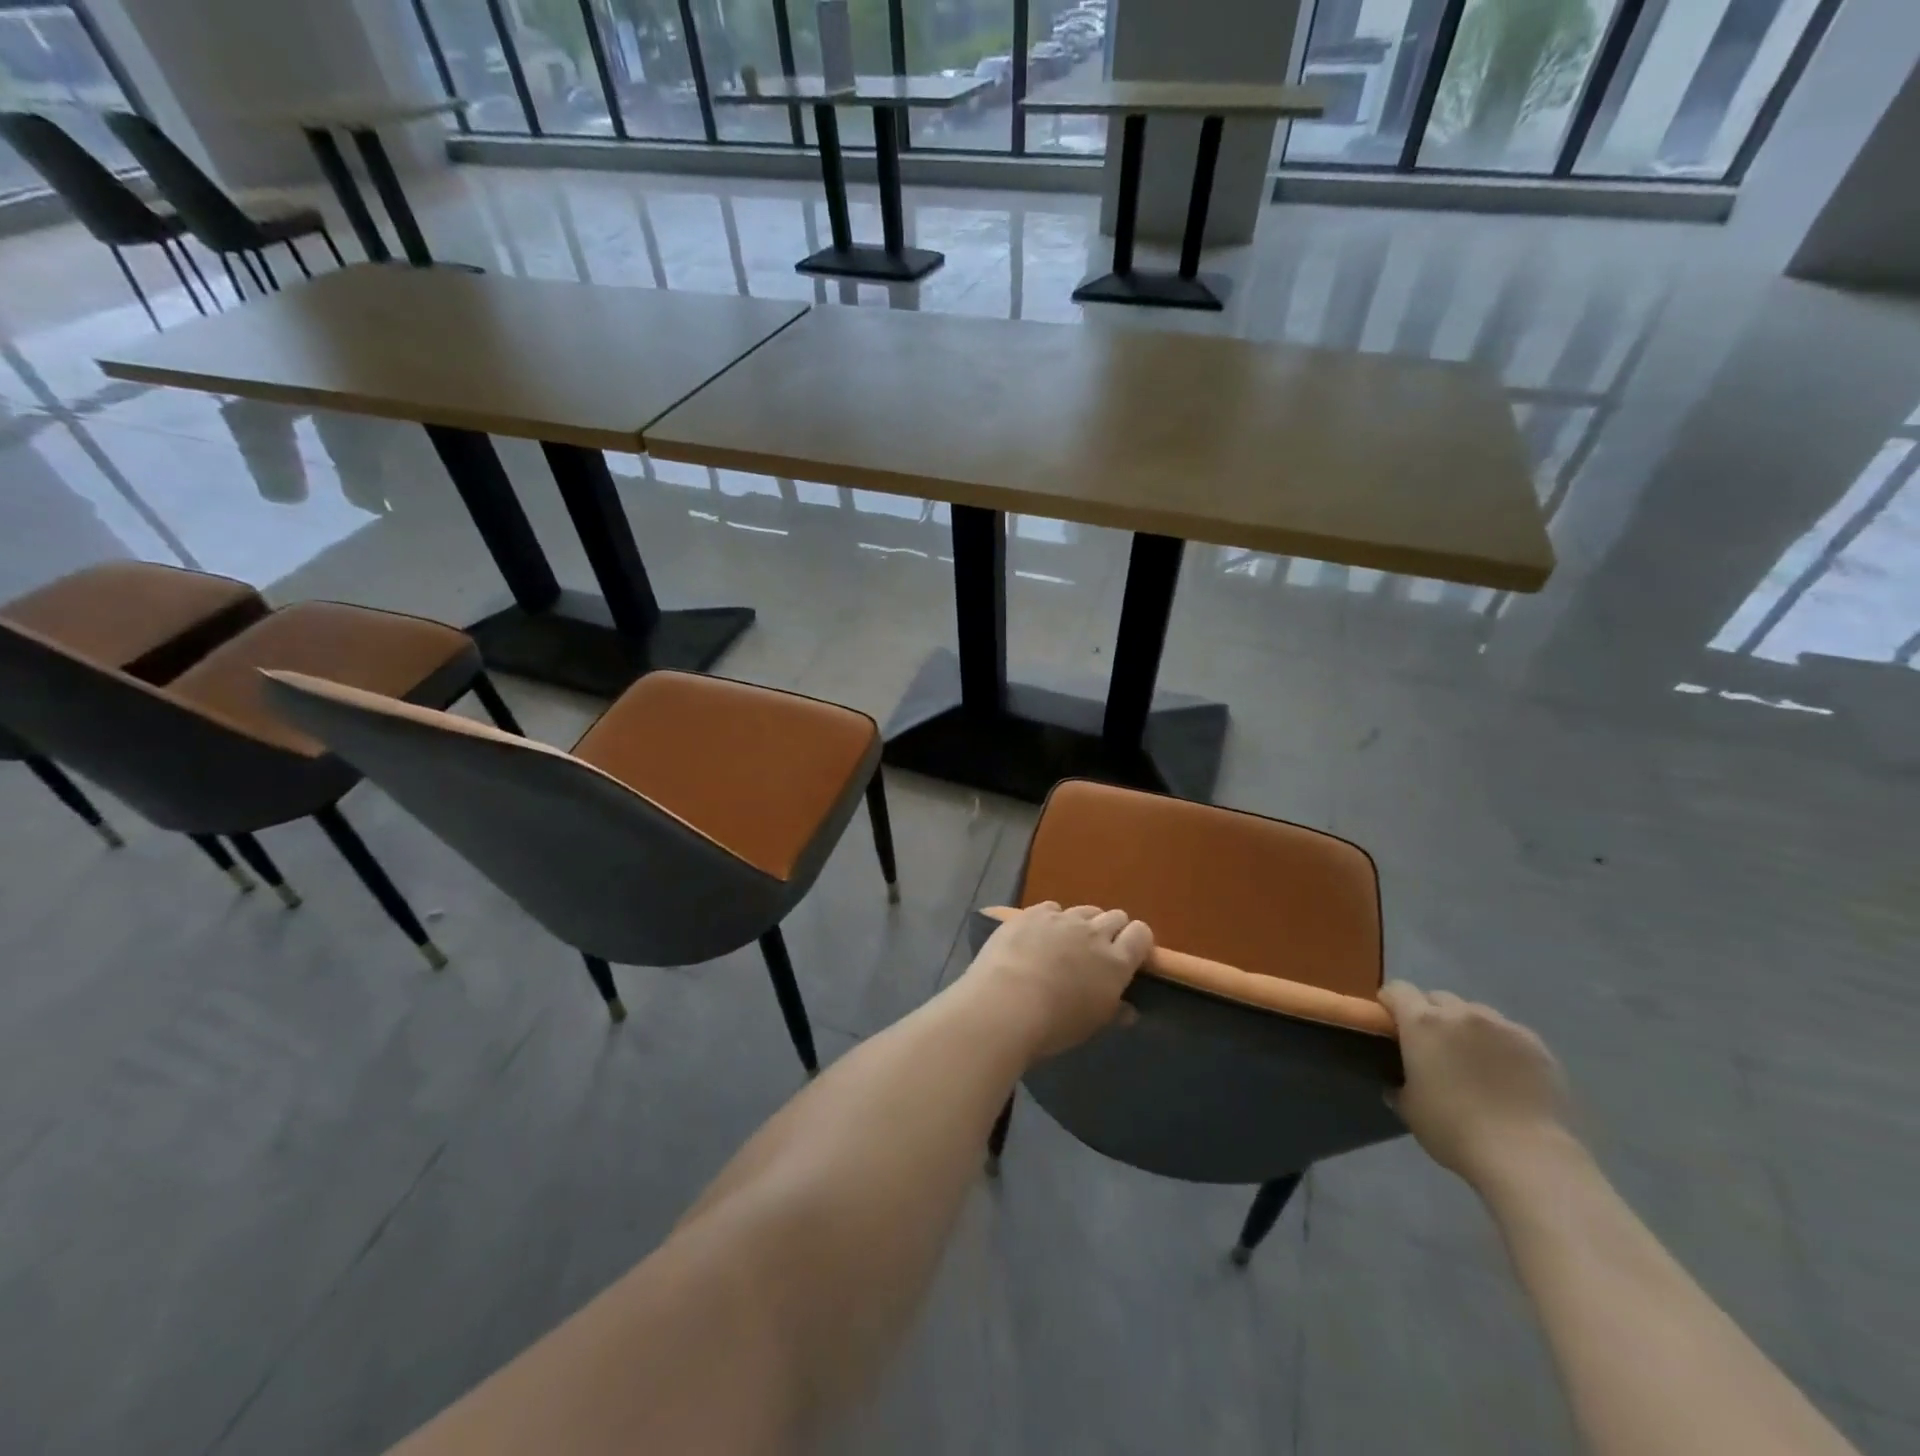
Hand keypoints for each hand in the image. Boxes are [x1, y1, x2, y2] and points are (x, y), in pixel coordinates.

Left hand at [961, 902, 1151, 1060]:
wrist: (1006, 1003)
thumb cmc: (1055, 1024)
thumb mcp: (1092, 1026)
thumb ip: (1114, 1011)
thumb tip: (1129, 1009)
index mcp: (1116, 961)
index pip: (1141, 934)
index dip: (1138, 942)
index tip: (1130, 956)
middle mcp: (1093, 933)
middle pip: (1115, 916)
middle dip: (1112, 930)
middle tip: (1097, 953)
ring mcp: (1062, 919)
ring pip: (1084, 910)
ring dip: (1082, 923)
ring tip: (1066, 944)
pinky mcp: (1032, 913)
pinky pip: (1052, 908)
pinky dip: (1051, 919)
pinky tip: (1038, 936)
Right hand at [1378, 982, 1574, 1189]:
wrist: (1527, 1156)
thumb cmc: (1454, 1130)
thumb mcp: (1409, 1108)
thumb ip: (1398, 1084)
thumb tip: (1396, 1083)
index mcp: (1422, 1023)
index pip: (1397, 990)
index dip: (1390, 1003)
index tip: (1391, 1024)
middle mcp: (1460, 1014)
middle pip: (1437, 998)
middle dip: (1431, 1015)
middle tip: (1434, 1047)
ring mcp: (1502, 1026)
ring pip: (1475, 1012)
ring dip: (1467, 1027)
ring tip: (1475, 1060)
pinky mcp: (1536, 1045)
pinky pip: (1509, 1033)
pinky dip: (1501, 1044)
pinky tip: (1507, 1074)